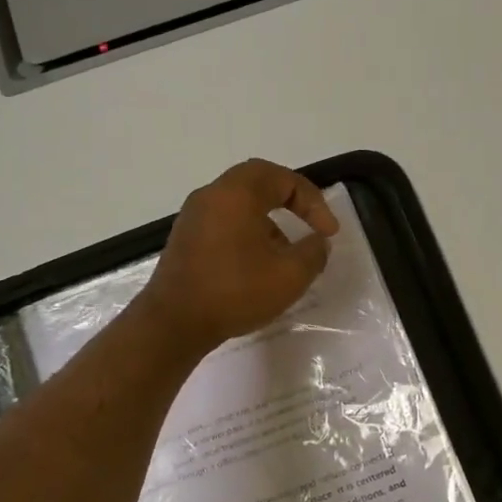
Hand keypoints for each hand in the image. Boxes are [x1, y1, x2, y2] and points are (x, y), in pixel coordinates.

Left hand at [138, 159, 339, 352]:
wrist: (174, 322)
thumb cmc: (235, 291)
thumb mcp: (290, 275)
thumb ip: (313, 253)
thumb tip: (317, 243)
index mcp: (237, 193)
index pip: (282, 178)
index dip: (313, 201)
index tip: (328, 232)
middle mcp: (211, 196)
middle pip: (258, 184)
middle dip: (290, 202)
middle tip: (310, 224)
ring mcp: (193, 218)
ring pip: (240, 206)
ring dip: (269, 223)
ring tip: (286, 256)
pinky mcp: (185, 240)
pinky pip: (224, 224)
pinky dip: (247, 235)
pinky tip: (257, 268)